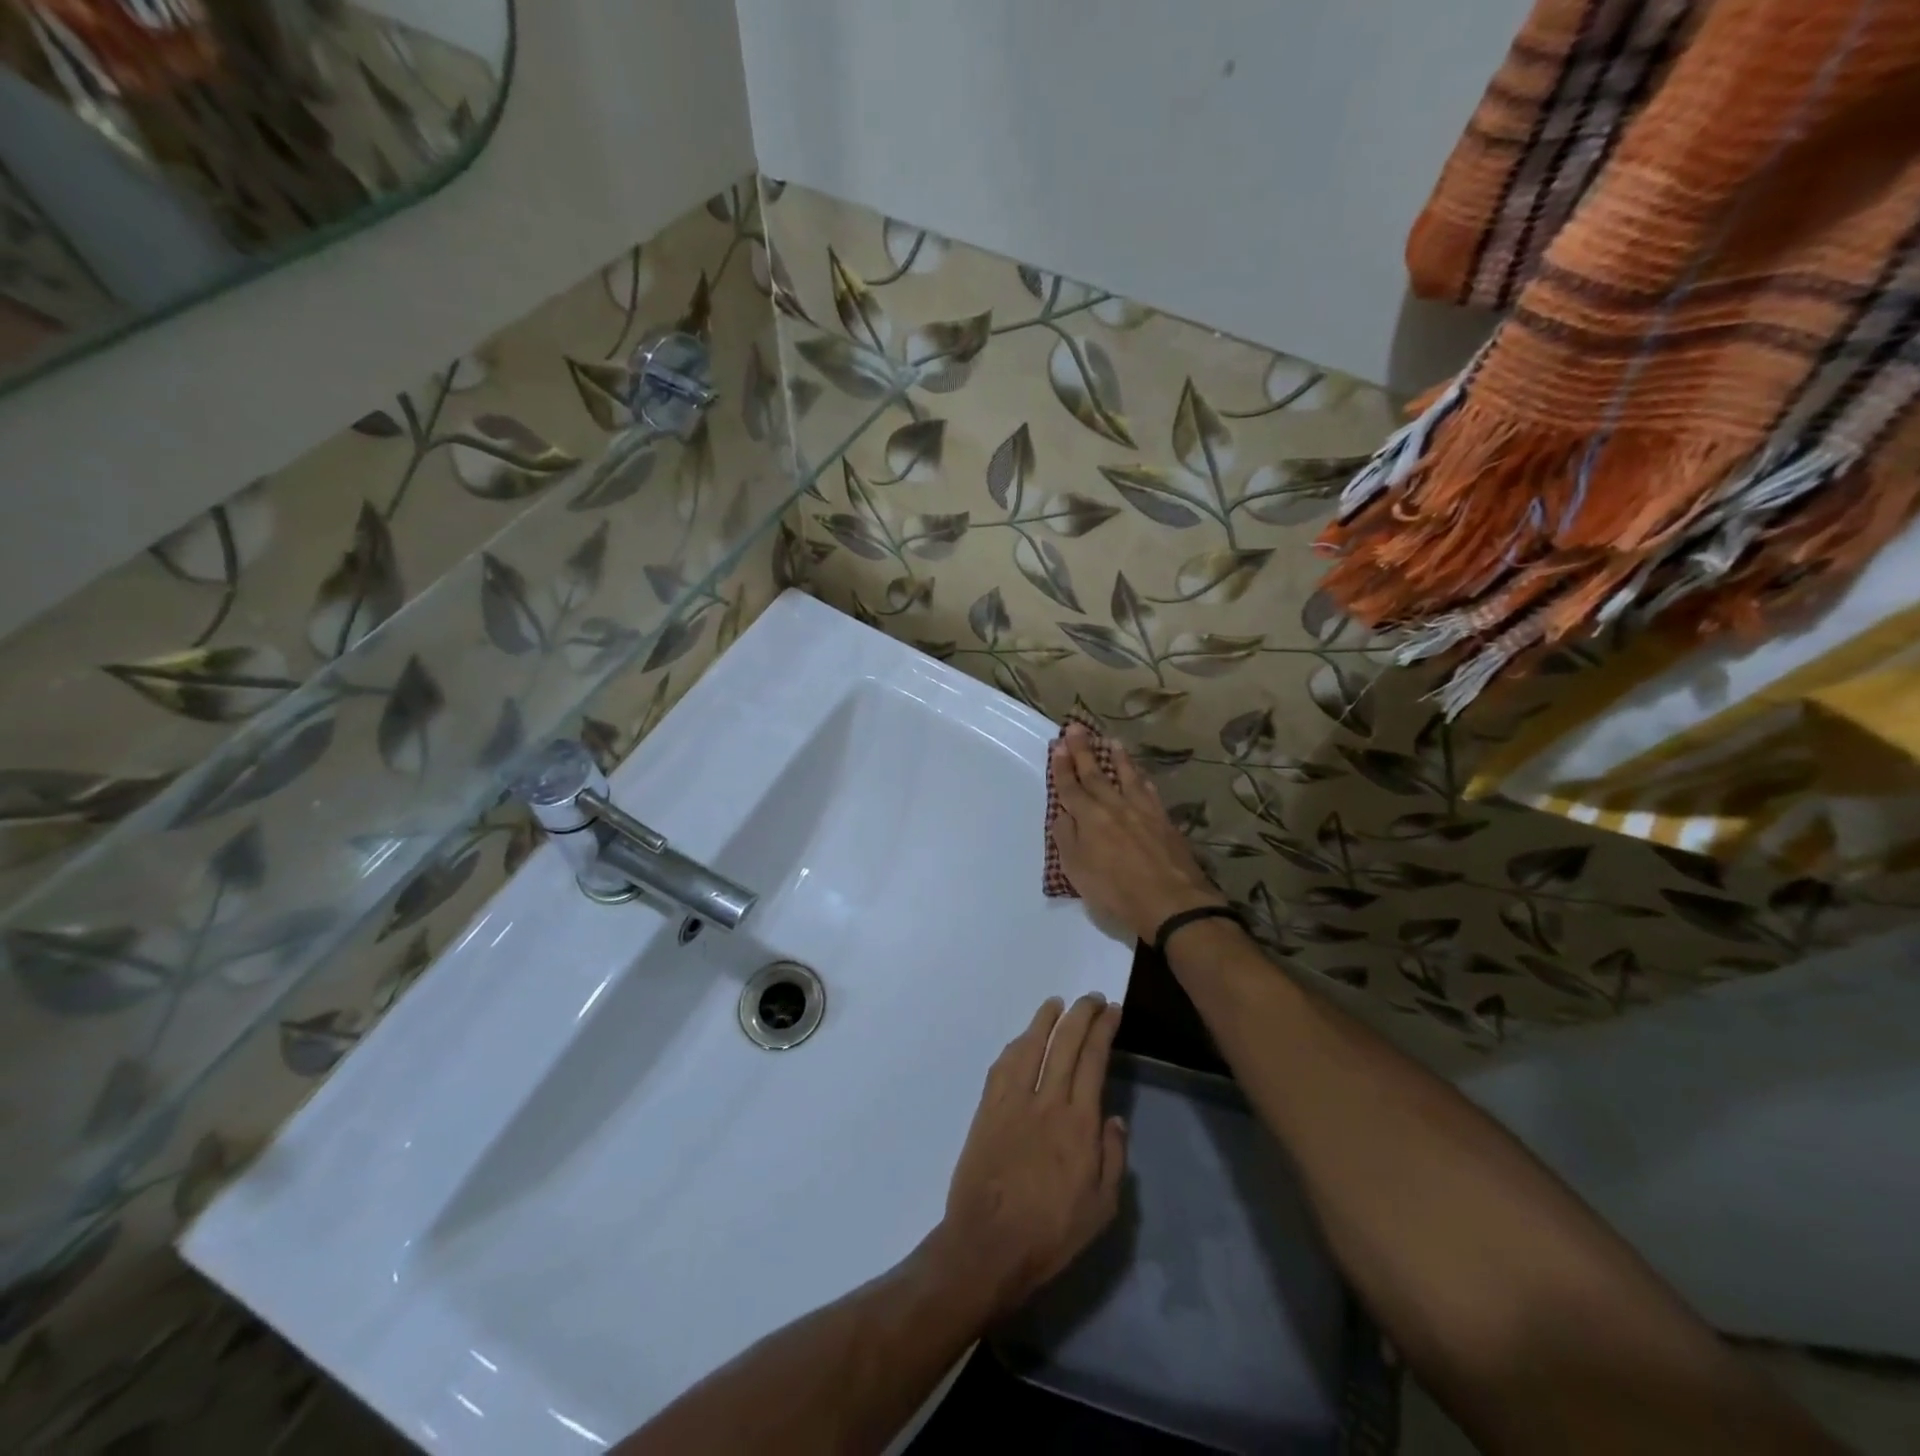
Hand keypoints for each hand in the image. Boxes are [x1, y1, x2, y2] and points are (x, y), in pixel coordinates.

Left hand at [931, 994, 1127, 1320]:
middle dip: (1080, 1014)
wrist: (988, 1244)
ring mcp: (1012, 1101)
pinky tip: (1023, 1039)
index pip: (1093, 1060)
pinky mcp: (987, 1109)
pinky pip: (1003, 1065)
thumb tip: (1115, 1119)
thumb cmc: (1051, 1233)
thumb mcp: (1102, 1208)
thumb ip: (1113, 1158)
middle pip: (1064, 1043)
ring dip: (1045, 1019)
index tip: (1112, 1011)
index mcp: (1078, 1123)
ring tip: (1056, 1003)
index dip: (1103, 1030)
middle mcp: (1046, 1101)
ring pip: (1031, 1045)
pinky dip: (1016, 1045)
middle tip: (1092, 998)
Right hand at [1050, 723, 1226, 943]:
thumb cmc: (1116, 892)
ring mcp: (1142, 811)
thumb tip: (1062, 813)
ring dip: (1117, 758)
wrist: (1171, 903)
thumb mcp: (1077, 871)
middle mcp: (1114, 807)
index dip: (1062, 767)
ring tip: (1111, 741)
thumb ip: (1066, 838)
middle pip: (1096, 774)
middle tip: (1077, 728)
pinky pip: (1150, 792)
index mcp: (1088, 818)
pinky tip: (1141, 776)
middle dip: (1083, 751)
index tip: (1058, 745)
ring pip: (1126, 777)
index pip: (1070, 787)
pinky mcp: (1164, 821)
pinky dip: (1142, 780)